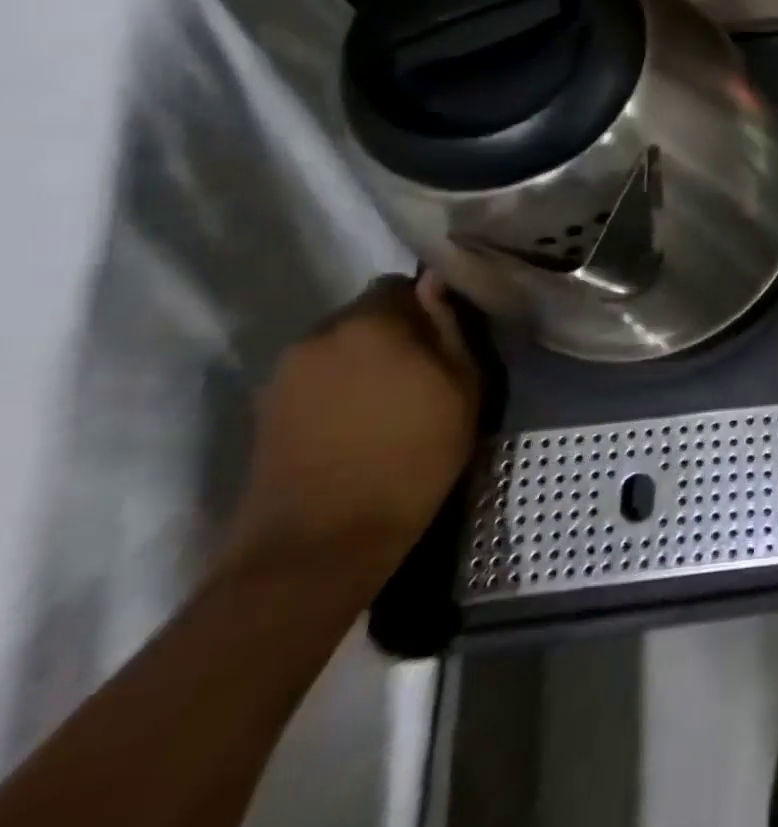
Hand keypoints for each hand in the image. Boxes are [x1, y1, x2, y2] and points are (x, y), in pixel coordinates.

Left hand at [222, 274, 480, 586]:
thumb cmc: (412, 457)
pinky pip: (316, 378)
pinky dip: (339, 389)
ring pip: (339, 347)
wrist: (320, 542)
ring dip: (365, 361)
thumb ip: (450, 328)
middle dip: (395, 331)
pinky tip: (359, 423)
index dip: (427, 306)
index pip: (400, 284)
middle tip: (425, 370)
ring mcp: (284, 373)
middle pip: (366, 314)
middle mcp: (319, 334)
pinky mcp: (265, 409)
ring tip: (392, 400)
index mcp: (371, 322)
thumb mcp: (463, 388)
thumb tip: (436, 284)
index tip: (446, 337)